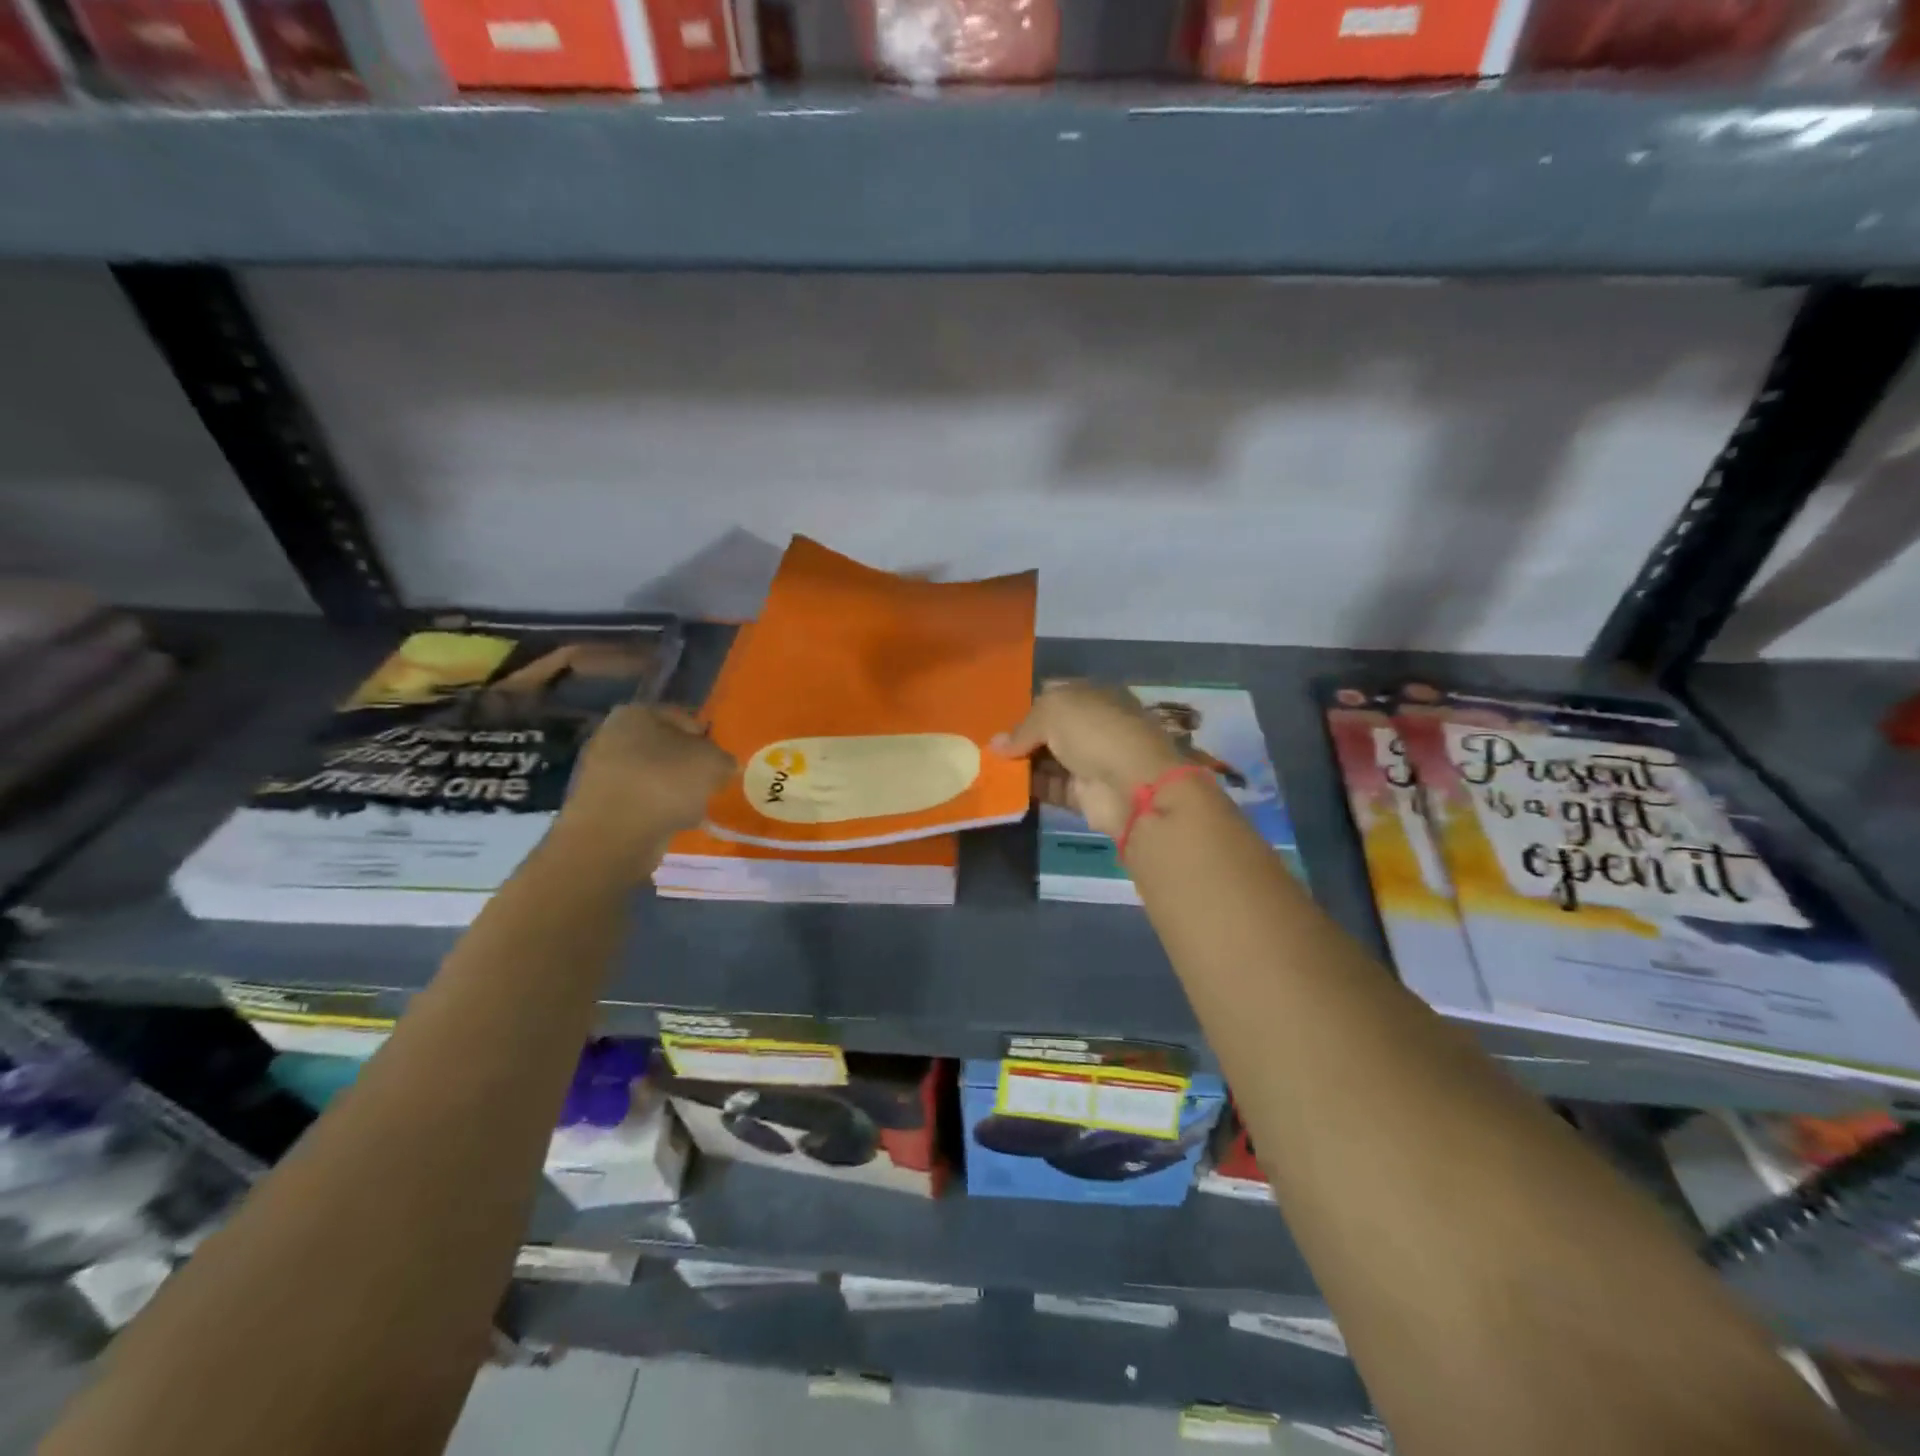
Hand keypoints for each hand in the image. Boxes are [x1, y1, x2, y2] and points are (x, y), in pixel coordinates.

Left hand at [558, 704, 736, 851]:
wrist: (614, 836)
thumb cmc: (665, 783)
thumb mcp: (713, 762)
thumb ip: (724, 758)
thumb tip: (724, 766)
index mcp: (635, 714)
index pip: (684, 719)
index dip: (708, 739)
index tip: (721, 762)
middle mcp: (611, 736)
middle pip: (666, 748)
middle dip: (689, 766)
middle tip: (712, 784)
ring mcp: (601, 772)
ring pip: (654, 776)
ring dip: (675, 789)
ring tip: (696, 807)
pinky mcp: (599, 805)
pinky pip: (641, 801)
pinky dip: (658, 810)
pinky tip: (675, 822)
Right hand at [990, 681, 1184, 837]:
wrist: (1132, 786)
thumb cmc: (1095, 732)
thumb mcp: (1053, 711)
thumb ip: (1023, 727)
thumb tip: (996, 745)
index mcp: (1095, 696)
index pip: (1056, 694)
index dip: (1029, 703)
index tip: (1000, 716)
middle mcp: (1094, 726)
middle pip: (1050, 730)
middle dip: (1021, 737)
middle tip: (988, 746)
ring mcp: (1091, 761)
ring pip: (1048, 760)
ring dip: (1021, 764)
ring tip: (988, 767)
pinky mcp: (1085, 794)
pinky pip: (1051, 788)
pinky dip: (1030, 788)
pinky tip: (1004, 787)